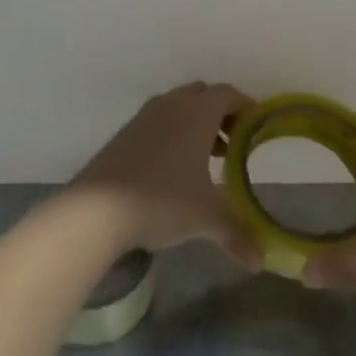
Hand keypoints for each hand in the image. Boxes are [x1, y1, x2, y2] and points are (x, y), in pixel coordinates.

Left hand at [70, 83, 258, 265]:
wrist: (96, 208)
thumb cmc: (161, 201)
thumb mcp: (205, 218)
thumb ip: (236, 234)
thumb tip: (259, 262)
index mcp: (197, 113)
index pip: (228, 94)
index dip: (246, 107)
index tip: (257, 129)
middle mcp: (171, 105)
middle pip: (203, 94)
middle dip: (221, 114)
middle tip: (233, 143)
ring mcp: (144, 116)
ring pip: (178, 106)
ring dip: (196, 123)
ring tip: (207, 158)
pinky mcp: (125, 132)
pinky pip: (158, 120)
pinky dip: (173, 132)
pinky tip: (174, 167)